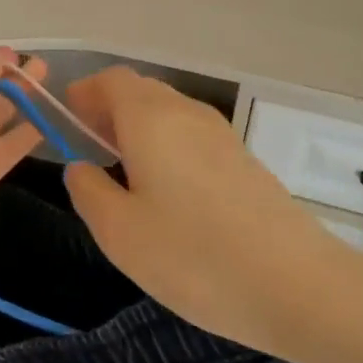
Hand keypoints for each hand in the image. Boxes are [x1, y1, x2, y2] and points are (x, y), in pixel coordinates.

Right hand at [63, 67, 335, 353]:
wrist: (296, 283)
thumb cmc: (194, 256)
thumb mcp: (120, 233)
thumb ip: (89, 191)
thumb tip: (80, 166)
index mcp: (150, 118)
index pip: (112, 80)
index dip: (85, 92)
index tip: (67, 118)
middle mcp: (186, 112)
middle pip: (141, 90)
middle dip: (110, 108)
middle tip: (89, 144)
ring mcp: (221, 133)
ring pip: (169, 111)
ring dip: (140, 126)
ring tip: (124, 169)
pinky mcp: (243, 158)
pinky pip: (192, 133)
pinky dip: (167, 143)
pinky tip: (167, 188)